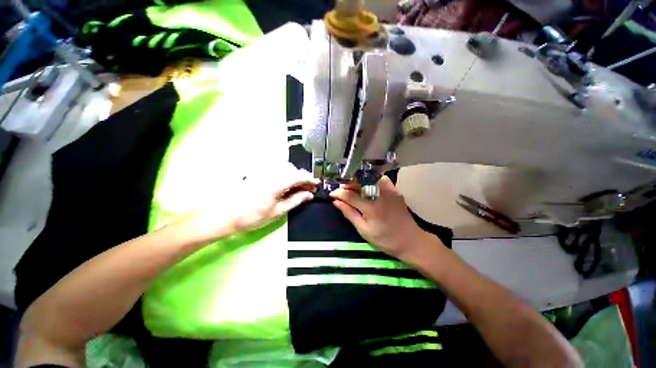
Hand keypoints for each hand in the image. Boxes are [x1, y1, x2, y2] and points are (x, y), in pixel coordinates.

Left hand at [179, 163, 318, 242]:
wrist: (223, 214)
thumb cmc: (252, 216)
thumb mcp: (277, 211)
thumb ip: (295, 201)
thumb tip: (309, 195)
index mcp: (278, 182)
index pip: (300, 176)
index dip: (310, 180)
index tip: (317, 185)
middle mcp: (272, 172)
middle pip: (293, 171)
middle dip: (303, 179)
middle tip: (307, 191)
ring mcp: (263, 171)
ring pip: (285, 169)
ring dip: (294, 178)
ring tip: (297, 190)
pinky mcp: (257, 173)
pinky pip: (276, 171)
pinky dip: (284, 177)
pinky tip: (284, 187)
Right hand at [330, 176, 432, 259]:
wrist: (410, 241)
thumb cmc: (385, 239)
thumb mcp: (364, 230)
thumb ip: (350, 214)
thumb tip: (336, 202)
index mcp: (370, 207)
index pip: (350, 195)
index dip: (339, 193)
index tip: (332, 194)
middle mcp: (380, 195)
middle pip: (359, 183)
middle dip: (347, 185)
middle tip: (341, 190)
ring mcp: (389, 191)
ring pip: (369, 179)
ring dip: (358, 182)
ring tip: (352, 189)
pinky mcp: (395, 191)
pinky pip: (380, 180)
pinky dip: (371, 181)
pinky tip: (367, 187)